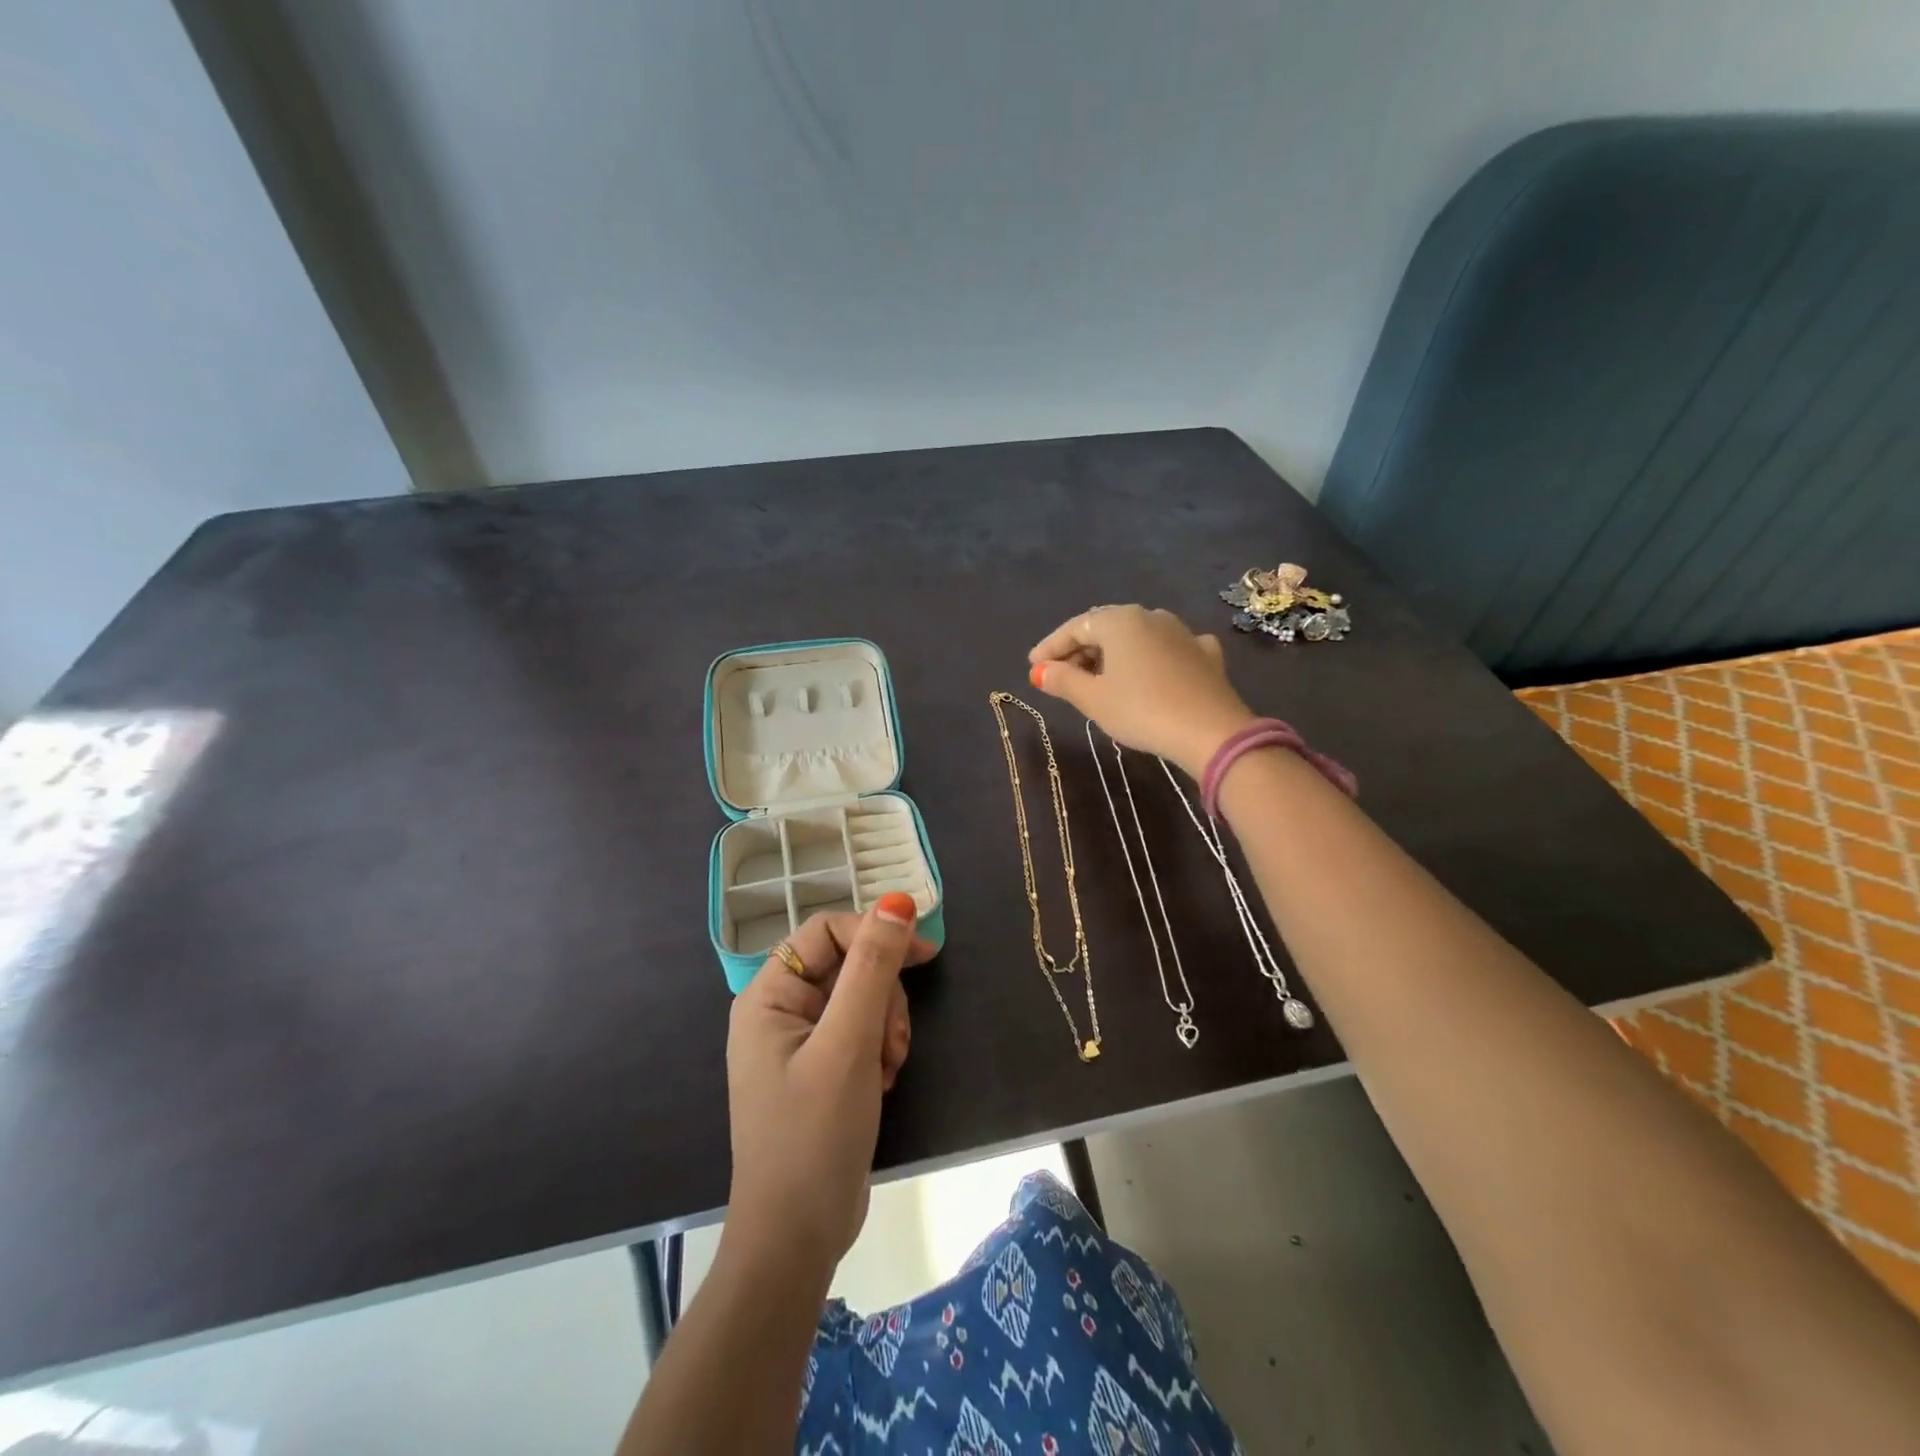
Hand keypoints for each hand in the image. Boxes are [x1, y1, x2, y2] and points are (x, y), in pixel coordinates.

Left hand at [725, 895, 934, 1268]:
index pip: (827, 932)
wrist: (797, 1239)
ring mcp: (801, 1043)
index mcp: (769, 995)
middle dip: (882, 998)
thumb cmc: (814, 1134)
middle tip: (891, 1042)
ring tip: (886, 1069)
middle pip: (850, 966)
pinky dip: (880, 1050)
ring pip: (863, 999)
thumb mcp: (849, 1043)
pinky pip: (862, 1032)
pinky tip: (882, 1083)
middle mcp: (780, 1010)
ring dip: (886, 1027)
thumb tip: (897, 901)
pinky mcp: (822, 1070)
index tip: (927, 951)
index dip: (876, 932)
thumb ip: (873, 967)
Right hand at [1028, 605, 1255, 777]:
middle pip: (1105, 629)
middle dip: (1080, 650)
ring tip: (1099, 678)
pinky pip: (1168, 650)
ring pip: (1137, 638)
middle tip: (1060, 675)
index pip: (1075, 628)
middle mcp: (1150, 616)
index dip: (1051, 648)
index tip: (1033, 667)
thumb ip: (1063, 681)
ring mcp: (1182, 632)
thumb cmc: (1141, 710)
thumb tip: (1040, 672)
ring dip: (1113, 655)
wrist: (1211, 731)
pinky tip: (1150, 673)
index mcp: (1119, 621)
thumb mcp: (1093, 699)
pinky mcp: (1205, 654)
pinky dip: (1150, 660)